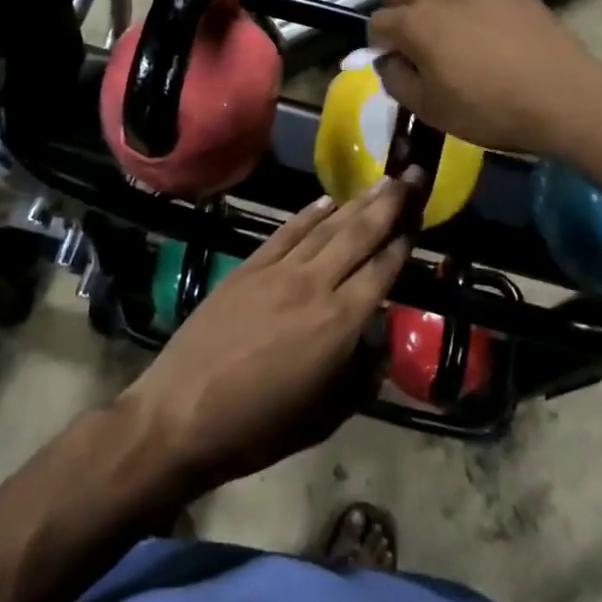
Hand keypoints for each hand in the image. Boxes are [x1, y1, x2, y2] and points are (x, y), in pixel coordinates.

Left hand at [118, 177, 416, 495]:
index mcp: (340, 323)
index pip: (382, 270)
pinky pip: (286, 232)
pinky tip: (327, 200)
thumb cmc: (258, 426)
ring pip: (326, 227)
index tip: (421, 215)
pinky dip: (309, 214)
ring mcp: (277, 271)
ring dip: (356, 202)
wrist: (181, 414)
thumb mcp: (325, 417)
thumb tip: (379, 340)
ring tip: (381, 181)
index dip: (404, 241)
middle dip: (389, 204)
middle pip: (359, 235)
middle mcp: (314, 285)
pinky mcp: (248, 267)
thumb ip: (362, 376)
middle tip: (412, 175)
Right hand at [369, 0, 601, 154]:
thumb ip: (397, 82)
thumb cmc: (488, 109)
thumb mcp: (430, 109)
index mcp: (412, 26)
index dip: (378, 41)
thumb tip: (387, 61)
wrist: (557, 95)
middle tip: (408, 31)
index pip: (378, 22)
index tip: (391, 58)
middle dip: (396, 8)